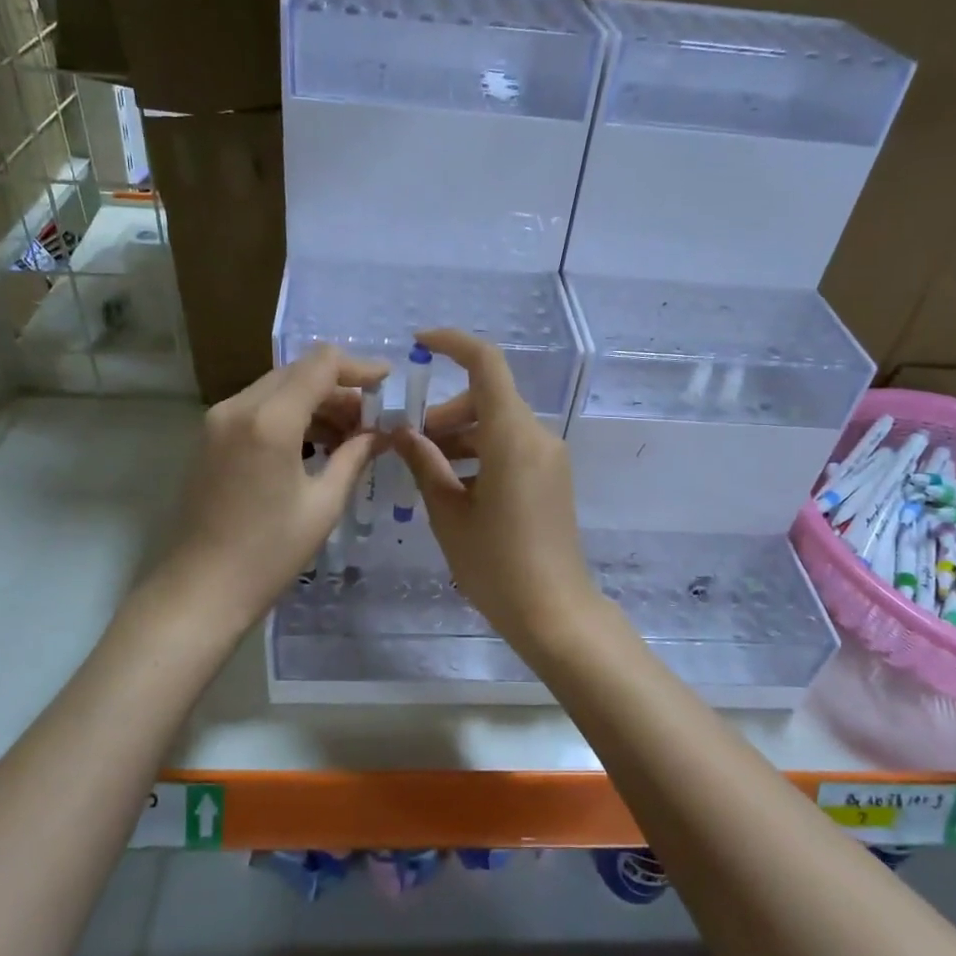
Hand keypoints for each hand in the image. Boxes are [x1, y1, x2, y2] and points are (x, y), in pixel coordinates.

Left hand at [160, 344, 387, 623]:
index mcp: (270, 420)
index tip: (388, 382)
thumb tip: (381, 433)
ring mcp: (218, 421)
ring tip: (349, 436)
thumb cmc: (268, 554)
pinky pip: (259, 408)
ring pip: (278, 388)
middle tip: (372, 419)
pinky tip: (315, 445)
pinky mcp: (211, 438)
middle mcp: (238, 407)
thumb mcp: (323, 505)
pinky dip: (291, 415)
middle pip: (298, 372)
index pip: (321, 365)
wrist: (201, 590)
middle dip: (340, 388)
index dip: (359, 367)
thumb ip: (354, 457)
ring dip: (315, 402)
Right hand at [391, 327, 603, 658]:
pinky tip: (454, 485)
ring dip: (459, 435)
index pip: (486, 364)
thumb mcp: (449, 514)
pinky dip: (479, 452)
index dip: (453, 343)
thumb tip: (402, 432)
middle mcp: (537, 436)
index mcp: (512, 437)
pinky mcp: (551, 477)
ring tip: (425, 469)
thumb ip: (424, 464)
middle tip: (408, 443)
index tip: (419, 343)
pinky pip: (511, 446)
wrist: (554, 611)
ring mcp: (549, 457)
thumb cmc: (495, 565)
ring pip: (497, 424)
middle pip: (487, 398)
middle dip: (444, 412)